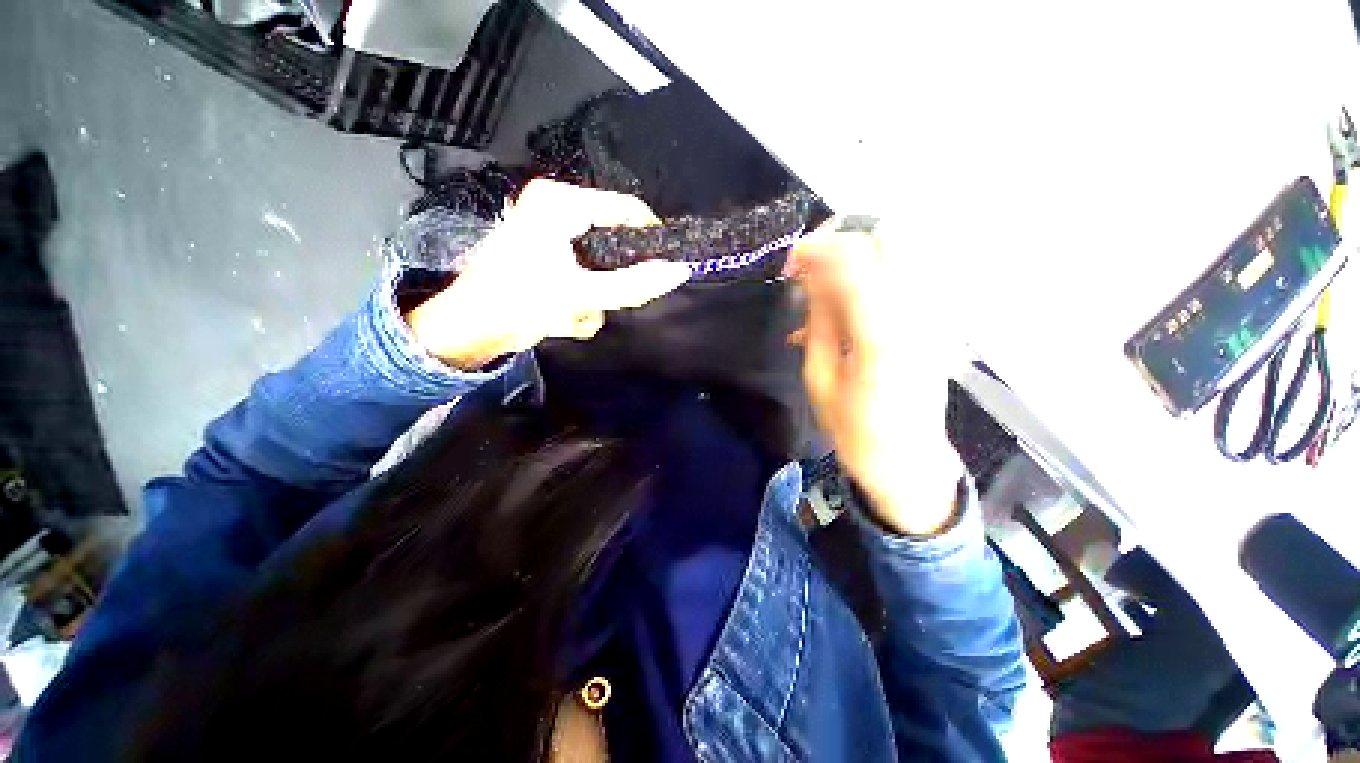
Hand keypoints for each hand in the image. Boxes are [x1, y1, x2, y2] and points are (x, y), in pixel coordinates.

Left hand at [406, 179, 690, 368]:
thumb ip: (633, 284)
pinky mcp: (552, 260)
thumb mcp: (580, 294)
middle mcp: (558, 212)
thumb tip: (678, 272)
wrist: (468, 331)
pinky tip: (561, 316)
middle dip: (613, 281)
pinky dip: (582, 302)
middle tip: (606, 302)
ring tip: (572, 312)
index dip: (651, 238)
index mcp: (560, 204)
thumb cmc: (517, 302)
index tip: (668, 267)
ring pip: (603, 267)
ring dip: (595, 298)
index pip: (627, 209)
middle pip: (615, 242)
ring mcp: (555, 237)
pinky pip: (587, 278)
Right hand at [790, 222, 965, 535]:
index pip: (856, 264)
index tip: (790, 261)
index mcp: (883, 337)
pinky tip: (843, 309)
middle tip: (807, 269)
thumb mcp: (820, 382)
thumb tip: (811, 281)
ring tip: (819, 290)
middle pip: (886, 244)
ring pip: (897, 256)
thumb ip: (819, 324)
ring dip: (853, 262)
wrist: (910, 463)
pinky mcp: (936, 322)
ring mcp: (933, 316)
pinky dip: (868, 281)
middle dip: (840, 247)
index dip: (819, 252)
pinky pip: (901, 280)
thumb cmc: (856, 432)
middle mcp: (917, 316)